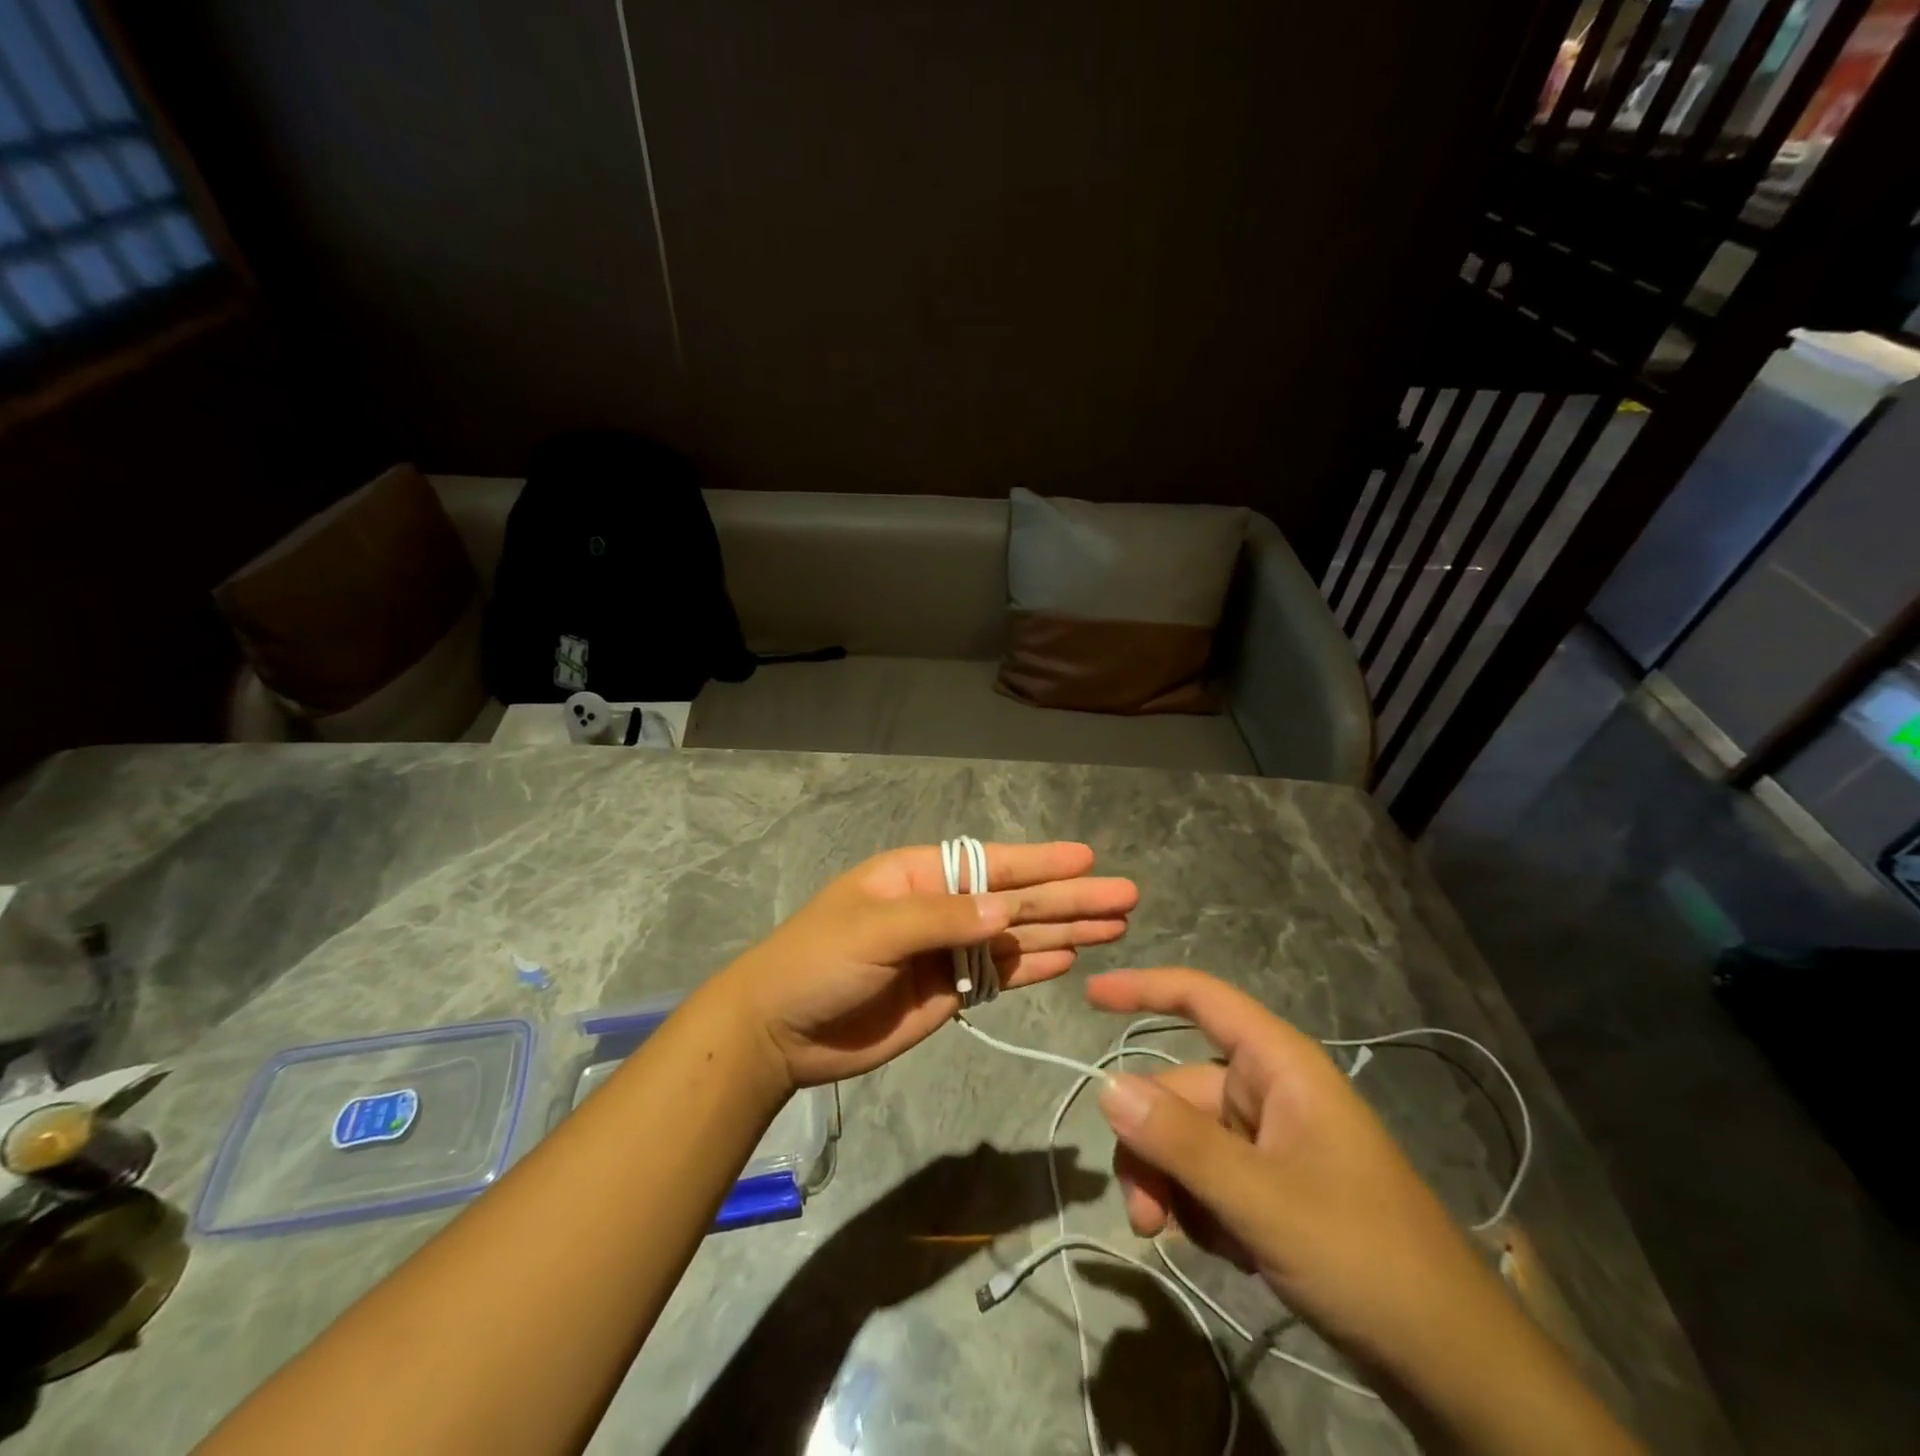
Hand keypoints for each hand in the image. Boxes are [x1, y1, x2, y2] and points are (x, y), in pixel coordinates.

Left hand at [717, 842, 1137, 1089]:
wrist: (779, 1032)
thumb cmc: (818, 961)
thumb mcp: (874, 929)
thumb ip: (942, 919)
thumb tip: (1008, 912)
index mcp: (920, 877)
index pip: (992, 865)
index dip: (1041, 863)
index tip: (1089, 859)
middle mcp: (942, 908)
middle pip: (1017, 901)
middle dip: (1069, 898)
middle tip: (1126, 897)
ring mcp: (948, 952)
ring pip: (1018, 938)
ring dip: (1065, 930)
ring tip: (1115, 926)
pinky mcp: (950, 993)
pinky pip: (1001, 975)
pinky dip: (1035, 967)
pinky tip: (1071, 958)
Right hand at [1087, 968, 1478, 1365]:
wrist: (1453, 1364)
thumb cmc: (1365, 1257)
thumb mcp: (1261, 1201)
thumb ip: (1180, 1142)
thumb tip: (1105, 1086)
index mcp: (1278, 1065)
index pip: (1200, 998)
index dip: (1143, 988)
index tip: (1089, 996)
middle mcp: (1270, 1090)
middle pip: (1178, 1090)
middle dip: (1152, 1149)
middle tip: (1145, 1219)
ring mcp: (1273, 1139)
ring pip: (1187, 1139)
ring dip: (1174, 1188)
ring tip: (1191, 1243)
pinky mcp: (1275, 1183)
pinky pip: (1210, 1175)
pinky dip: (1203, 1210)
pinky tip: (1234, 1253)